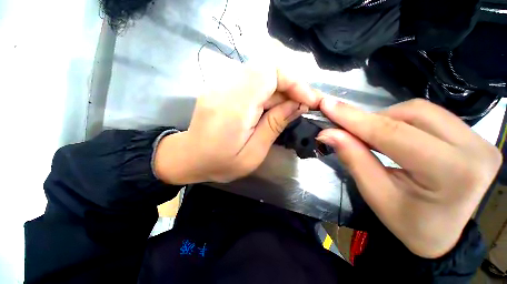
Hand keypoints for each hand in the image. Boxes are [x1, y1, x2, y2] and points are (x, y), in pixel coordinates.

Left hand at [155, 61, 320, 183]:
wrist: (189, 158)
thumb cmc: (221, 163)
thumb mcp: (253, 153)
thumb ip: (274, 126)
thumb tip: (297, 105)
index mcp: (233, 107)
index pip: (268, 74)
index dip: (293, 82)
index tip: (308, 100)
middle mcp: (224, 88)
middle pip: (265, 70)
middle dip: (289, 86)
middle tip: (301, 105)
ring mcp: (220, 85)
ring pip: (259, 74)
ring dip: (279, 89)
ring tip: (287, 108)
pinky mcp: (220, 87)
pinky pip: (250, 81)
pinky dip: (266, 91)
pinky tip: (269, 107)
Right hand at [316, 98, 501, 257]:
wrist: (445, 234)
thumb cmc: (410, 223)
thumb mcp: (376, 195)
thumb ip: (354, 159)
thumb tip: (329, 133)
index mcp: (453, 173)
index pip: (393, 134)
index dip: (354, 118)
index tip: (327, 106)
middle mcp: (474, 148)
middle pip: (411, 114)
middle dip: (372, 119)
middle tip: (348, 131)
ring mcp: (479, 139)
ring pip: (420, 110)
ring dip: (386, 119)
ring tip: (370, 136)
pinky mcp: (475, 136)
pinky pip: (430, 115)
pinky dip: (401, 121)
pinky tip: (391, 135)